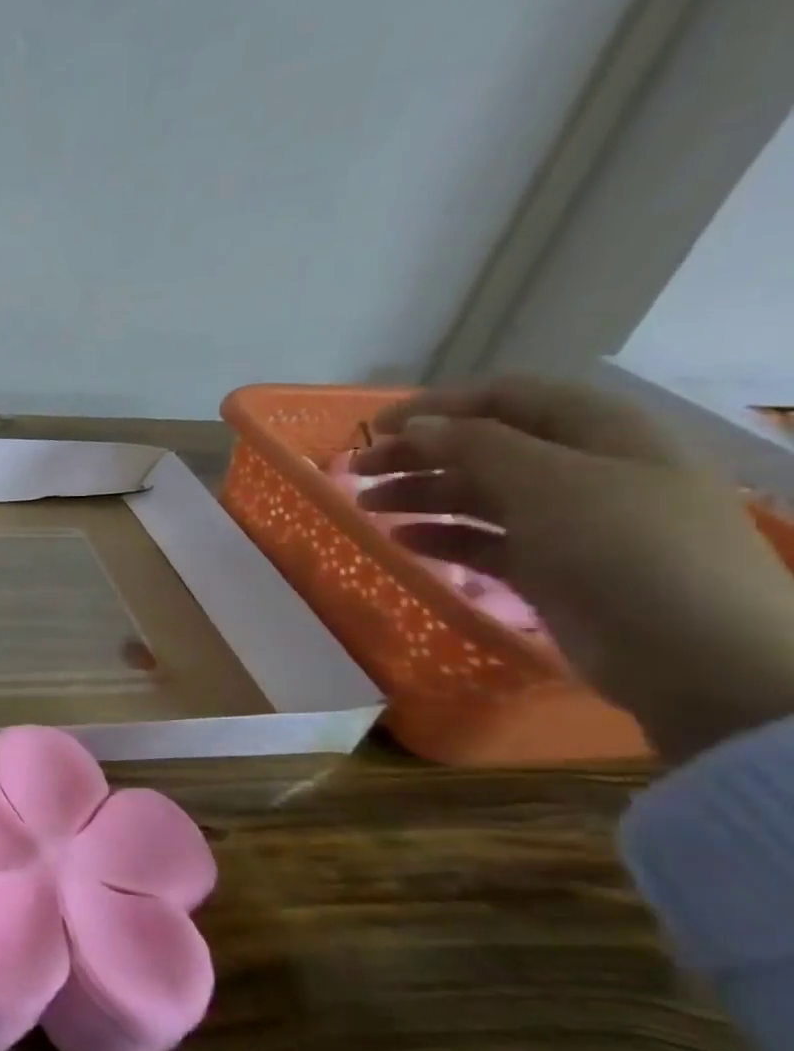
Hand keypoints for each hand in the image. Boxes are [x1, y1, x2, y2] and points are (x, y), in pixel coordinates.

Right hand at [355, 376, 793, 761]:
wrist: (693, 652)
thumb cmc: (624, 548)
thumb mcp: (549, 481)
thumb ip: (476, 446)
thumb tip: (415, 425)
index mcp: (598, 431)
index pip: (507, 398)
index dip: (439, 406)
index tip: (375, 427)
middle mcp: (582, 468)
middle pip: (485, 446)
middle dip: (418, 453)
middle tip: (357, 470)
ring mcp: (567, 521)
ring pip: (478, 495)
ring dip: (420, 494)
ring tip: (367, 505)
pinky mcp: (550, 568)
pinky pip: (483, 541)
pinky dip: (441, 537)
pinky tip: (402, 541)